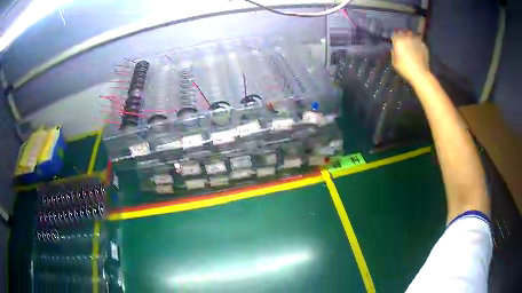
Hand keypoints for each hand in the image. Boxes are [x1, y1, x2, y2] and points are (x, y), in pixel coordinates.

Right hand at [391, 31, 429, 83]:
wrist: (420, 74)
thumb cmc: (405, 69)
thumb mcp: (394, 62)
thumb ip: (394, 52)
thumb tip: (395, 48)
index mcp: (398, 40)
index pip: (394, 34)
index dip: (395, 38)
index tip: (395, 42)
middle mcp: (407, 37)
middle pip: (403, 32)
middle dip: (402, 36)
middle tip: (403, 42)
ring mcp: (416, 40)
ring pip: (412, 35)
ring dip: (410, 38)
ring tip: (410, 43)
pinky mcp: (423, 45)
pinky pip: (419, 41)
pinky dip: (417, 43)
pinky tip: (417, 49)